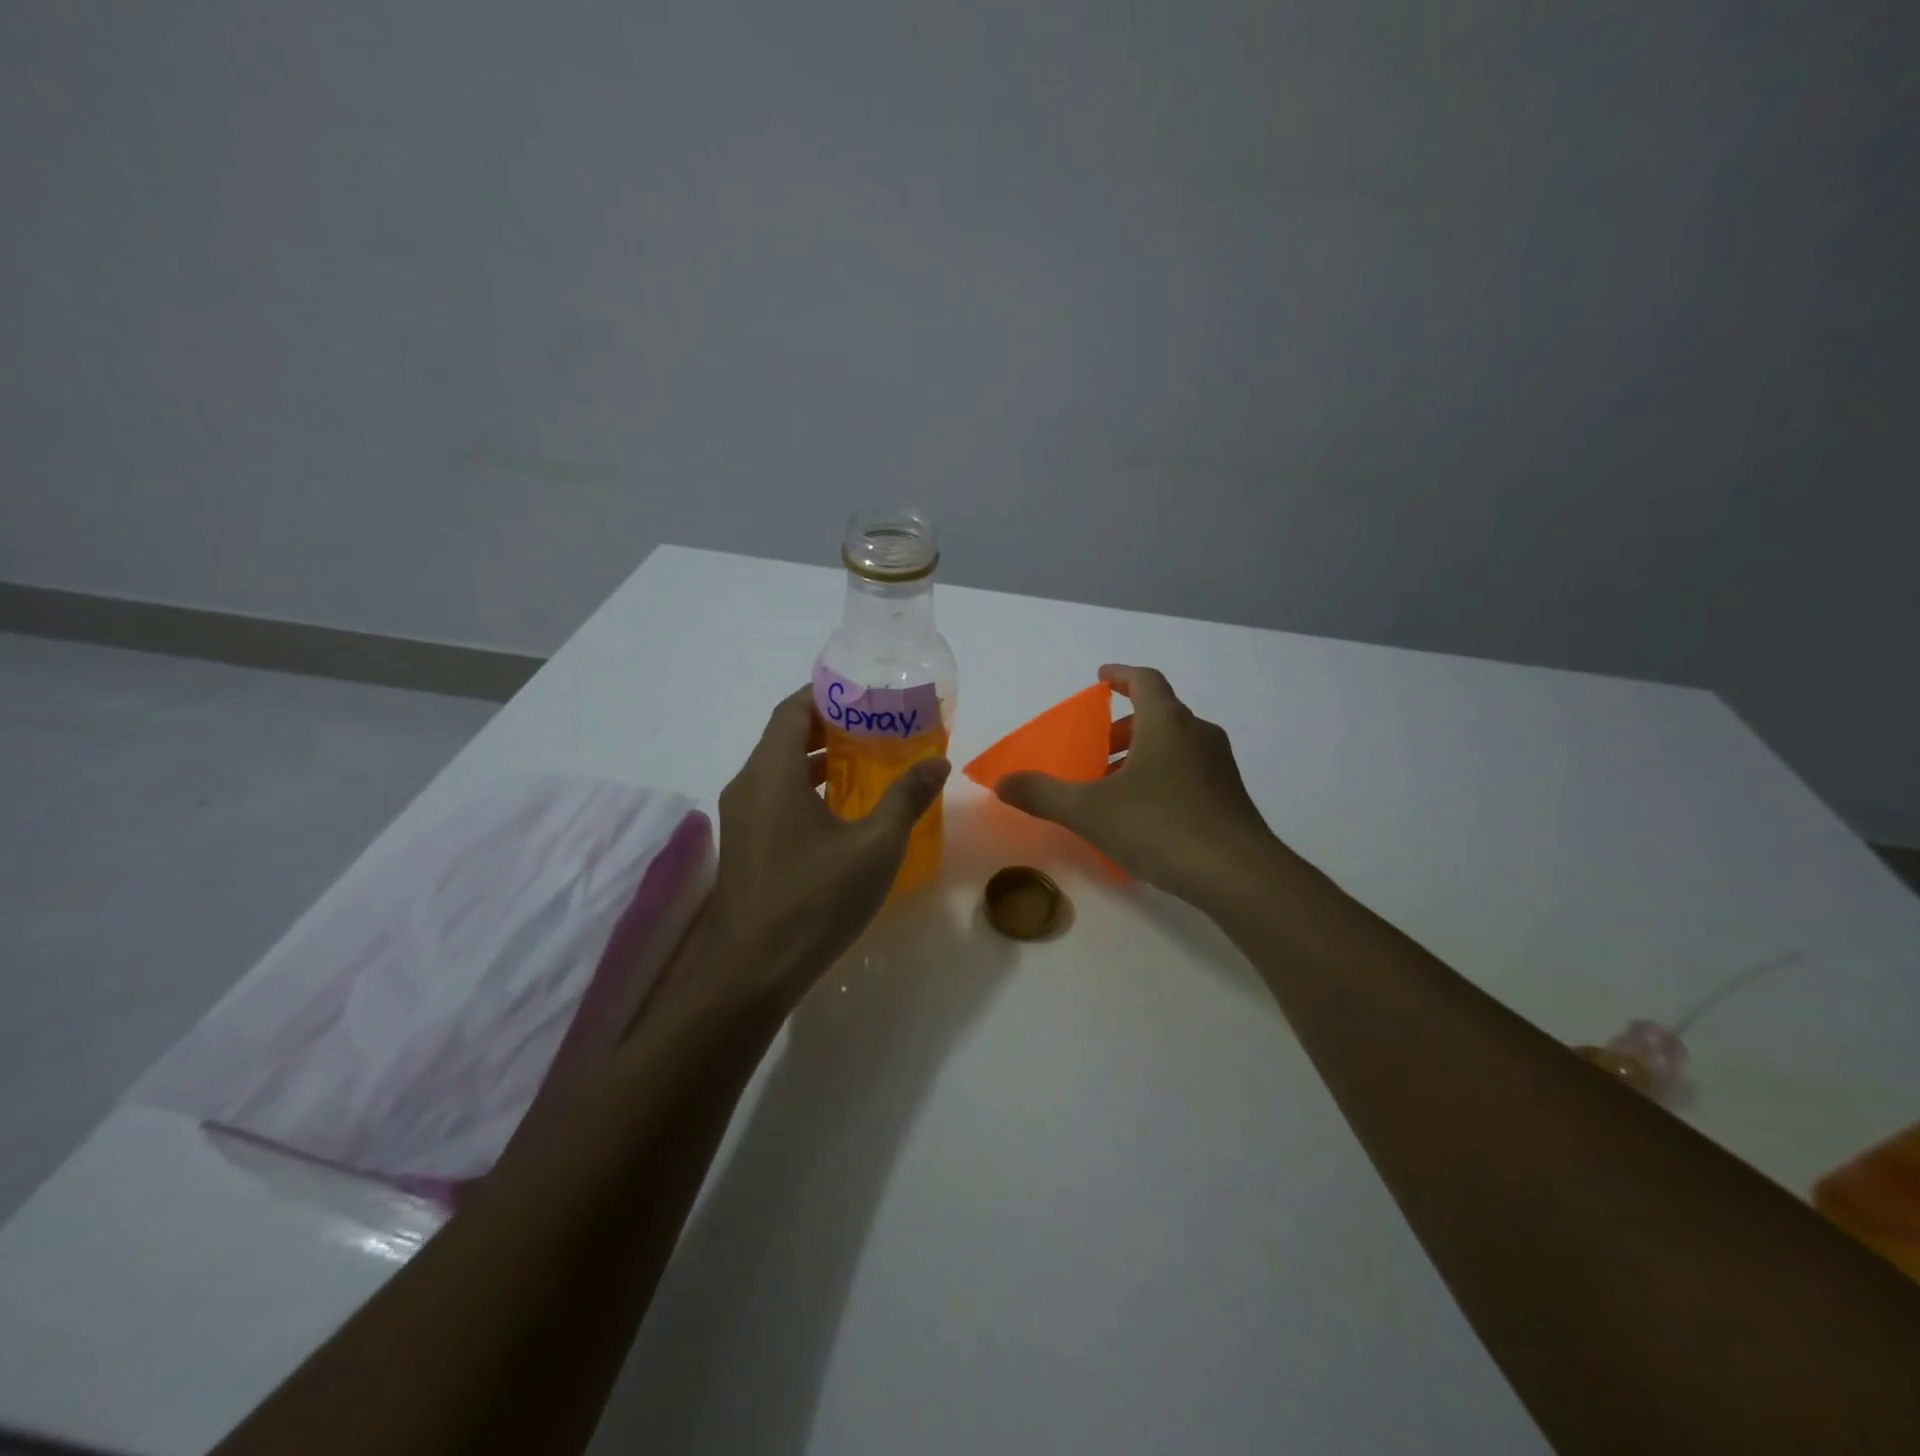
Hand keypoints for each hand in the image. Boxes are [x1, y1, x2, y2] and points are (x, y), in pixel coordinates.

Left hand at [704, 686, 949, 995]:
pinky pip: (776, 798)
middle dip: (831, 726)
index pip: (793, 710)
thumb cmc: (815, 900)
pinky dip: (808, 790)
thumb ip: (906, 798)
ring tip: (869, 763)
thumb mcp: (874, 846)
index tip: (867, 694)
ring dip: (819, 761)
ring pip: (780, 770)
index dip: (828, 694)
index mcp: (770, 774)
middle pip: (785, 737)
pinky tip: (845, 811)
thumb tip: (937, 761)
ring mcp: (742, 819)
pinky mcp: (746, 846)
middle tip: (879, 726)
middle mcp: (748, 786)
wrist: (752, 973)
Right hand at [995, 665, 1279, 907]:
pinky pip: (1189, 772)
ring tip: (1113, 786)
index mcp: (1167, 722)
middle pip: (1158, 714)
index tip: (1100, 678)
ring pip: (1175, 745)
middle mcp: (1198, 734)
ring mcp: (1219, 766)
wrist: (1239, 875)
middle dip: (1123, 726)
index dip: (1121, 675)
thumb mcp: (1089, 811)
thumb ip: (1043, 794)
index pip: (1145, 681)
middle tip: (1095, 748)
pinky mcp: (1230, 798)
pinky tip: (1144, 815)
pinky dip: (1162, 777)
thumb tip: (1003, 783)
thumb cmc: (1160, 826)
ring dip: (1142, 754)